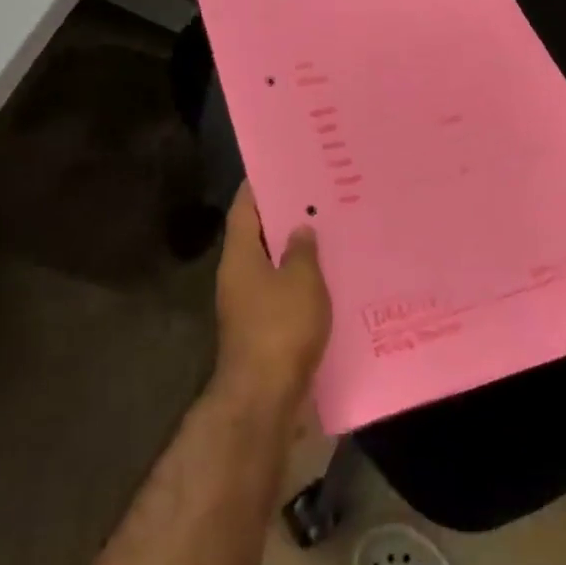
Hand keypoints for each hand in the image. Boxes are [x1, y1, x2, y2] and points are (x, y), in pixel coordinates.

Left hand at [214, 182, 330, 410]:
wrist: (264, 397)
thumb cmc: (280, 328)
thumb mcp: (301, 281)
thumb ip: (303, 250)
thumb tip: (300, 228)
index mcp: (240, 255)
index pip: (244, 207)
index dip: (260, 185)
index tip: (283, 167)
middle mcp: (237, 274)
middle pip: (258, 234)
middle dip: (284, 216)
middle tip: (317, 196)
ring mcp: (247, 304)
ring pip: (271, 265)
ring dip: (294, 251)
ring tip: (328, 231)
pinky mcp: (261, 329)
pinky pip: (281, 292)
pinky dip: (300, 281)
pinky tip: (328, 277)